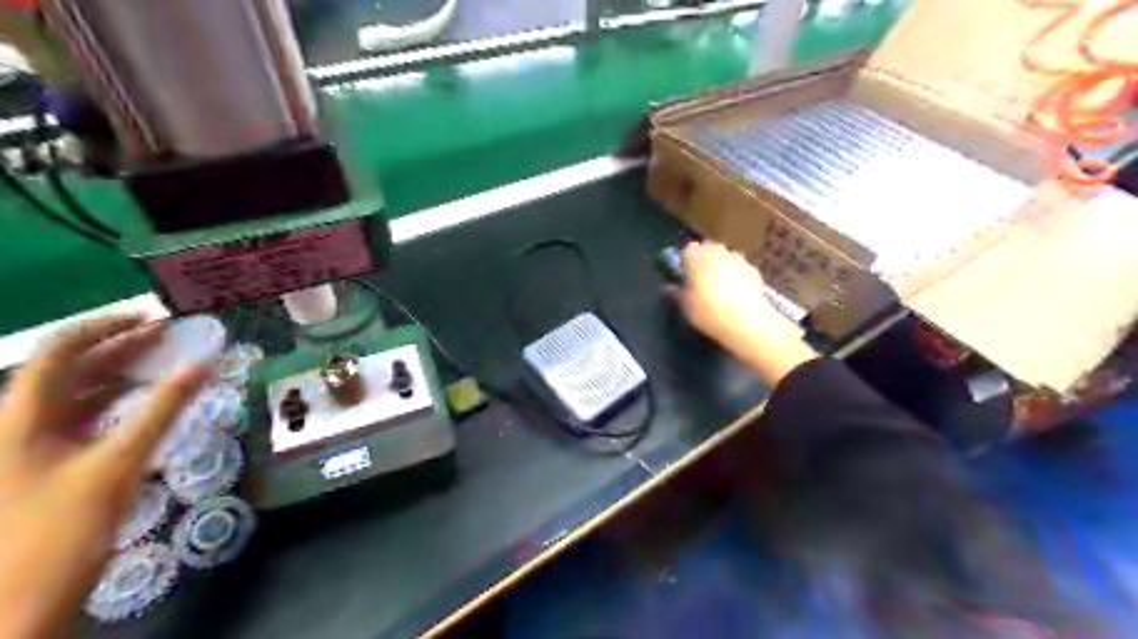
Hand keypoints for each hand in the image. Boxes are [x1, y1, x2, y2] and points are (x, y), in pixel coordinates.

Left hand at [1, 314, 210, 638]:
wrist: (17, 606)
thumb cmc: (62, 529)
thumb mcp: (120, 463)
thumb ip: (164, 408)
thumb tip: (204, 363)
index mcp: (20, 417)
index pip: (60, 350)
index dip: (106, 326)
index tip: (156, 318)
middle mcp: (17, 424)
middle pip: (69, 370)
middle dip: (121, 348)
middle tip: (172, 337)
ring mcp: (28, 446)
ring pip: (76, 395)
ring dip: (121, 375)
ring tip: (166, 363)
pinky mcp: (43, 465)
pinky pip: (81, 420)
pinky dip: (116, 404)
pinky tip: (145, 404)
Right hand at [670, 243, 813, 383]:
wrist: (747, 323)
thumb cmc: (709, 312)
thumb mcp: (686, 306)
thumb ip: (678, 293)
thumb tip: (673, 287)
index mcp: (697, 257)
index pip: (687, 250)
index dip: (685, 262)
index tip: (684, 276)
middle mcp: (717, 252)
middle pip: (708, 250)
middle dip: (704, 261)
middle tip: (701, 281)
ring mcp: (738, 259)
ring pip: (725, 258)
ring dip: (721, 268)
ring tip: (720, 290)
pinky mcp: (754, 270)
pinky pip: (739, 269)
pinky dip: (736, 276)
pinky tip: (736, 295)